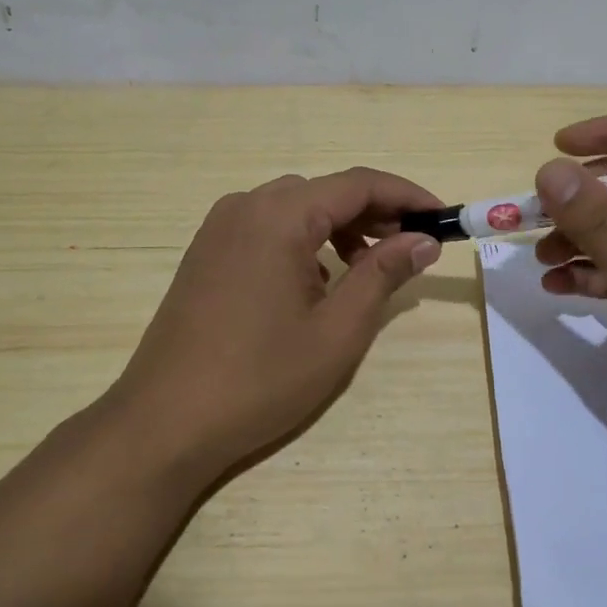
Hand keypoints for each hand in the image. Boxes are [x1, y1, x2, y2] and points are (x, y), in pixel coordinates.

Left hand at [108, 168, 442, 482]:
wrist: (164, 422)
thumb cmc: (260, 379)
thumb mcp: (337, 331)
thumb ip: (383, 275)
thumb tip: (423, 240)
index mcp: (279, 215)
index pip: (358, 184)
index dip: (406, 196)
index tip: (442, 218)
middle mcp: (246, 206)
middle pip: (325, 192)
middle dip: (374, 214)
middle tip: (411, 250)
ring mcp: (219, 228)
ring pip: (295, 208)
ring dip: (338, 228)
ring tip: (368, 269)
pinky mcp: (206, 252)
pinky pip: (267, 228)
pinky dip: (303, 242)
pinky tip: (316, 283)